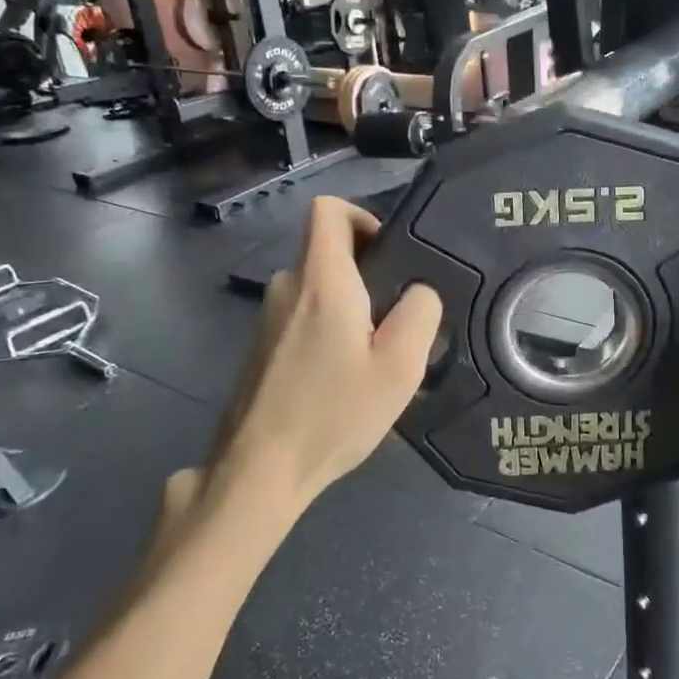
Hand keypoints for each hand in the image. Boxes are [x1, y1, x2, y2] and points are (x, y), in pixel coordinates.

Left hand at [204, 197, 441, 519]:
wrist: (258, 469)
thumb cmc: (333, 412)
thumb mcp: (399, 366)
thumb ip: (420, 314)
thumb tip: (419, 291)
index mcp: (320, 279)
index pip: (328, 210)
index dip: (362, 216)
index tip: (389, 254)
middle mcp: (287, 287)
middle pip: (327, 251)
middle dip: (366, 272)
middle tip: (397, 318)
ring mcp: (268, 319)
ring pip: (317, 288)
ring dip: (350, 306)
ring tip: (375, 355)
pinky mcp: (262, 347)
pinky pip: (303, 317)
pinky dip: (329, 330)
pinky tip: (343, 378)